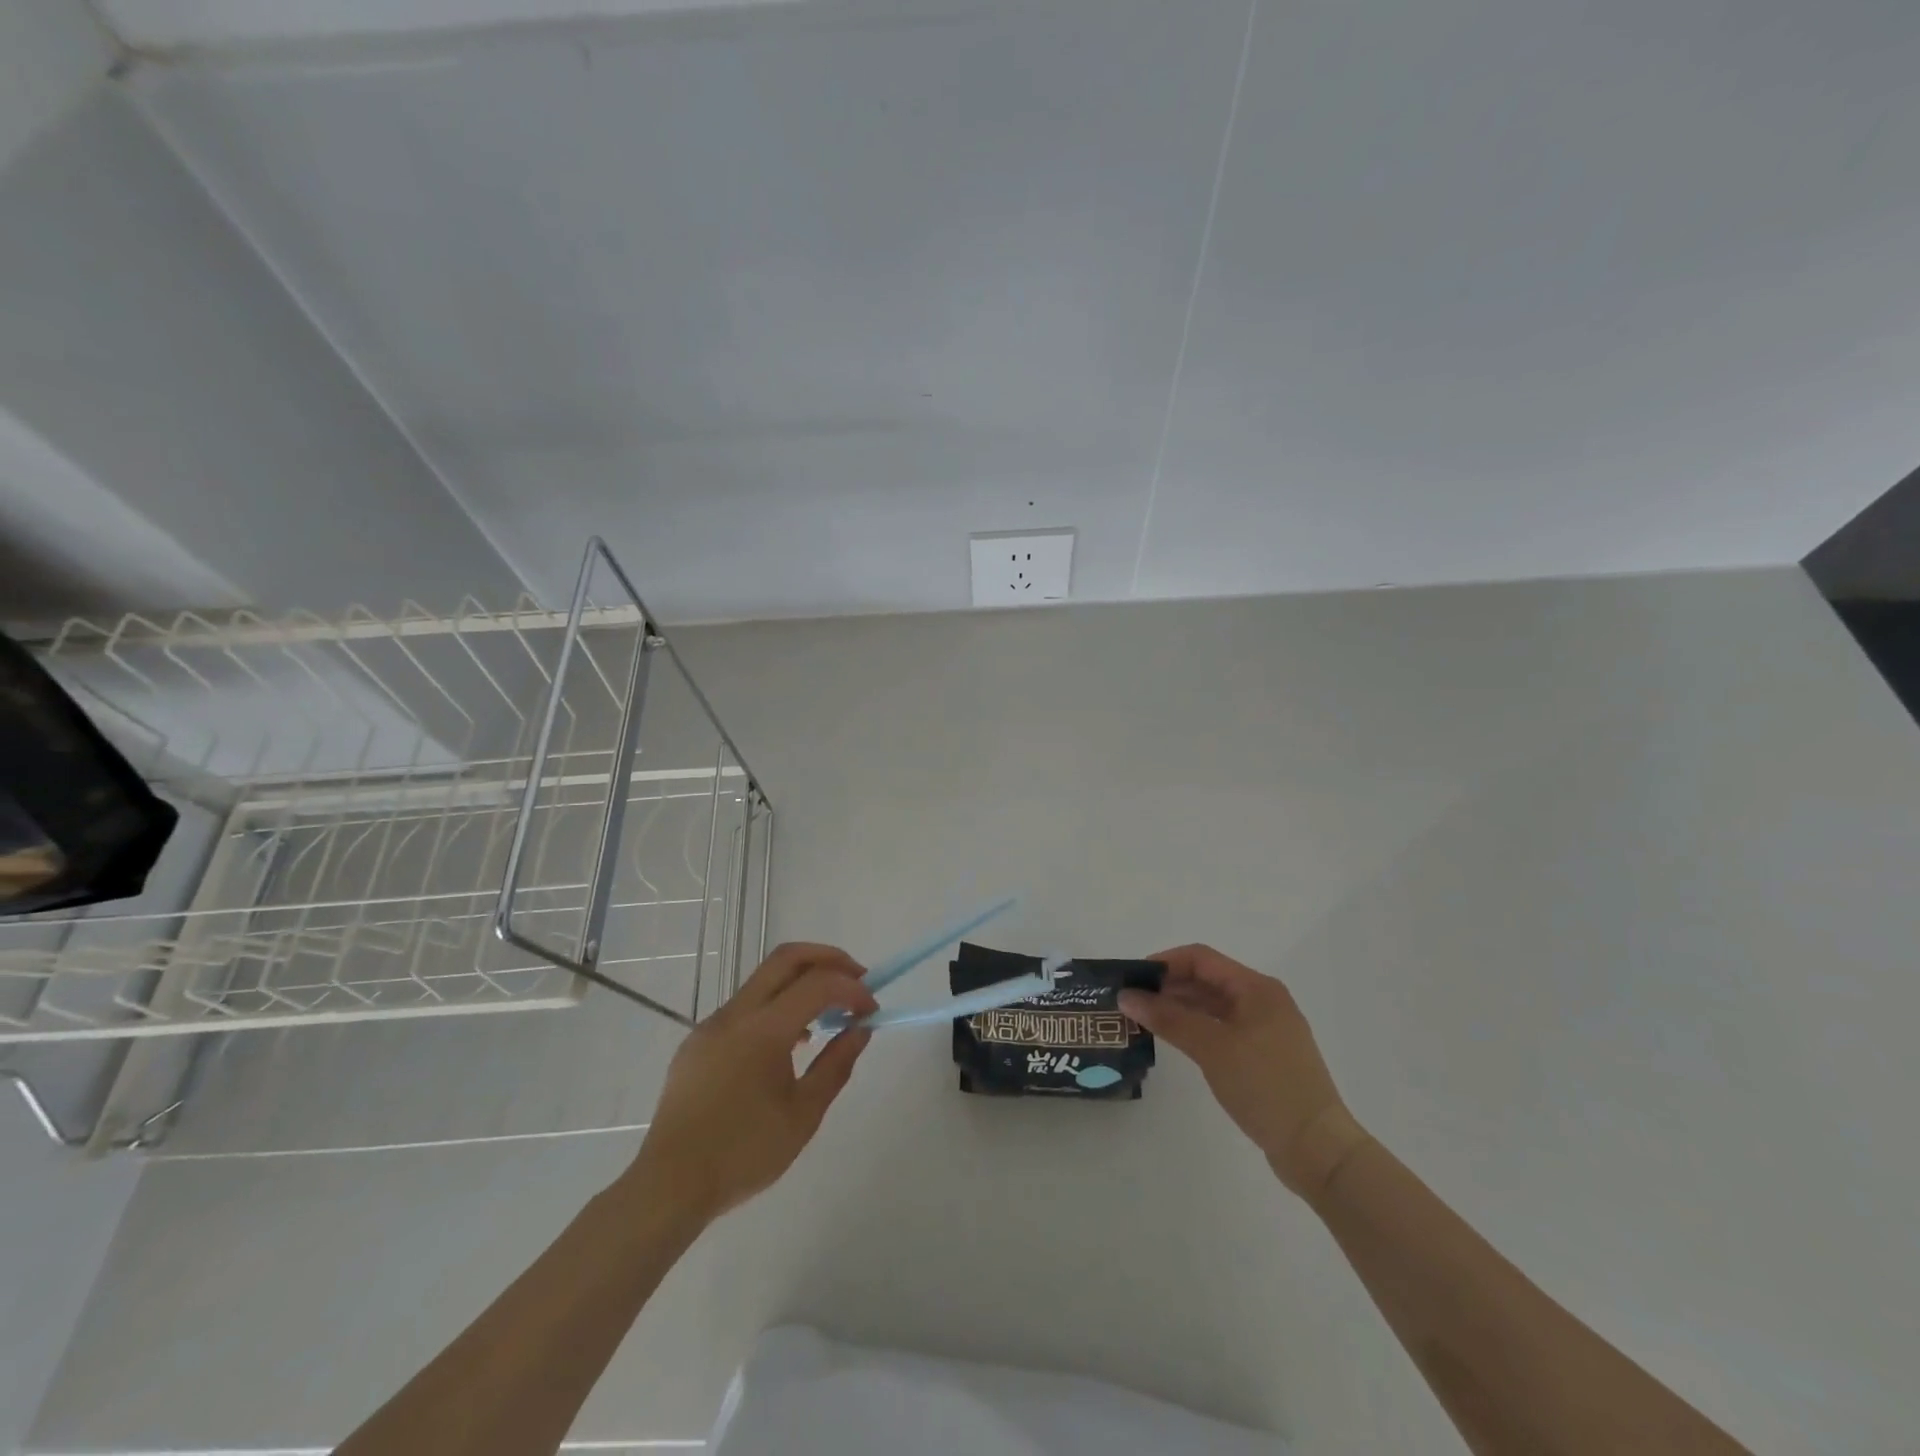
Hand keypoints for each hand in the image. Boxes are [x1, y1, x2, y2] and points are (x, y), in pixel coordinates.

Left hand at [626, 943, 877, 1223]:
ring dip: (802, 983)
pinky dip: (776, 1006)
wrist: (669, 1186)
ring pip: (764, 980)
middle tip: (857, 980)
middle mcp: (735, 1014)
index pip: (818, 984)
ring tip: (828, 1017)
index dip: (852, 988)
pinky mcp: (698, 1041)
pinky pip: (745, 1007)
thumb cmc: (743, 1154)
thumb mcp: (803, 1115)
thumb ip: (836, 1065)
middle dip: (829, 959)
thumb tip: (860, 1029)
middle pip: (787, 958)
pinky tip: (789, 1043)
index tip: (871, 1011)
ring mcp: (712, 1024)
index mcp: (763, 1031)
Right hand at [1119, 945, 1369, 1200]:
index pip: (1201, 958)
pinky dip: (1195, 1029)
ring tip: (1144, 1020)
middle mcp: (1263, 1001)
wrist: (1317, 1148)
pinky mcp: (1264, 1056)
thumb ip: (1168, 1018)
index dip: (1164, 963)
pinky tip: (1174, 1041)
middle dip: (1168, 987)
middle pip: (1207, 979)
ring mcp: (1265, 1030)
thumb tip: (1126, 996)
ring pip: (1213, 1006)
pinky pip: (1222, 1029)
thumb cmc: (1265, 1086)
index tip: (1132, 978)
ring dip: (1179, 1008)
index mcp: (1256, 988)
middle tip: (1131, 1001)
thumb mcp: (1212, 1047)